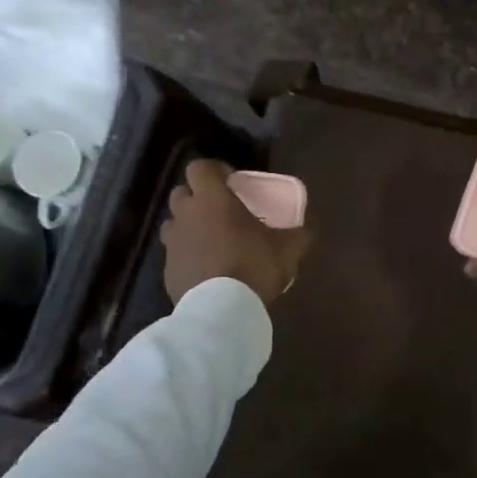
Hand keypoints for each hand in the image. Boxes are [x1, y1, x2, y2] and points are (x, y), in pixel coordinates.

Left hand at [161, 159, 311, 305]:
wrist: (221, 311)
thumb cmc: (253, 266)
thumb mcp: (287, 249)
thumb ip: (299, 234)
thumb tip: (309, 228)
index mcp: (213, 199)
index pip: (199, 167)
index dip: (213, 170)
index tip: (230, 181)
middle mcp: (186, 215)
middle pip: (181, 192)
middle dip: (197, 196)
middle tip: (219, 210)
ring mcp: (173, 243)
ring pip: (173, 223)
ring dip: (188, 226)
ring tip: (209, 240)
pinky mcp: (167, 270)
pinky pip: (174, 254)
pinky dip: (186, 256)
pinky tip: (205, 269)